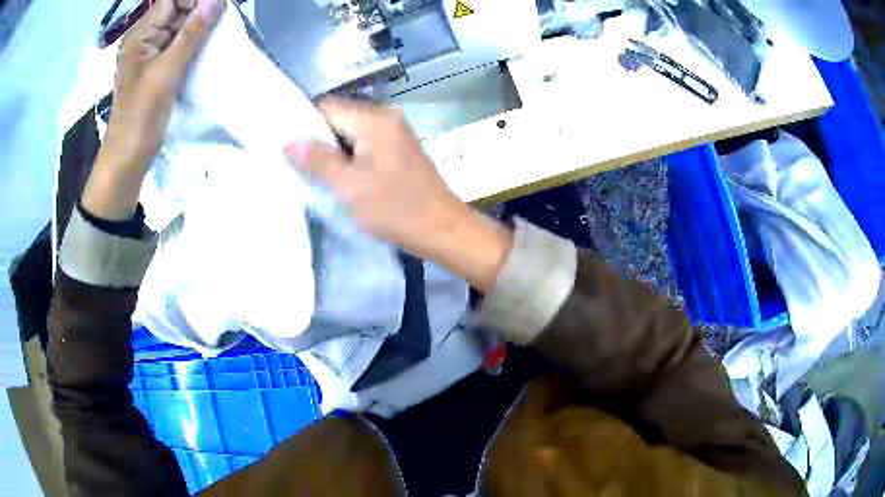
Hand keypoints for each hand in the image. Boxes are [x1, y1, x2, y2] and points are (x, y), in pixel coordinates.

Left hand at [82, 0, 225, 220]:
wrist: (127, 160)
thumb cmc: (140, 118)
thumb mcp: (166, 72)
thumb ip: (191, 34)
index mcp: (140, 36)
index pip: (170, 0)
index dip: (194, 0)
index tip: (216, 9)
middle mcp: (144, 40)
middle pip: (177, 11)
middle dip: (199, 13)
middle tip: (220, 24)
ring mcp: (150, 55)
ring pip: (180, 28)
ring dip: (199, 29)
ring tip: (215, 38)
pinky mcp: (157, 69)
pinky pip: (179, 46)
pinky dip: (194, 44)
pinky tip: (206, 50)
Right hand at [284, 98, 511, 292]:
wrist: (442, 229)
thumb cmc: (396, 209)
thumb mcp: (349, 187)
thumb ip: (317, 161)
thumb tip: (288, 142)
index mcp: (374, 120)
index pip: (326, 107)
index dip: (301, 123)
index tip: (282, 144)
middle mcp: (385, 118)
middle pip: (338, 118)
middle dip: (314, 139)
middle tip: (292, 162)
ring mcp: (394, 134)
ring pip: (349, 133)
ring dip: (330, 150)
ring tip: (309, 171)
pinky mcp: (397, 150)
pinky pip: (363, 145)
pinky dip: (347, 157)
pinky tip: (334, 176)